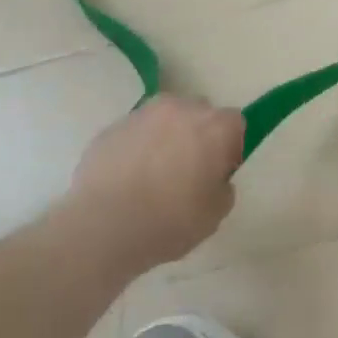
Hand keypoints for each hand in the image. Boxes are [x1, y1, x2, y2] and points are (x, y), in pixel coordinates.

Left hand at [57, 95, 245, 271]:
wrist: (102, 228)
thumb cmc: (169, 221)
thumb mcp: (215, 213)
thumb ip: (223, 187)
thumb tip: (211, 178)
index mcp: (214, 126)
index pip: (235, 124)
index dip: (230, 147)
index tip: (218, 172)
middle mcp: (180, 109)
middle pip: (199, 113)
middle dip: (198, 135)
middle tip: (188, 171)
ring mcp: (141, 115)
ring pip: (164, 119)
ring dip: (165, 136)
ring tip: (152, 174)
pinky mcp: (110, 128)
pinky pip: (134, 133)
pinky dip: (135, 148)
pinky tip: (126, 179)